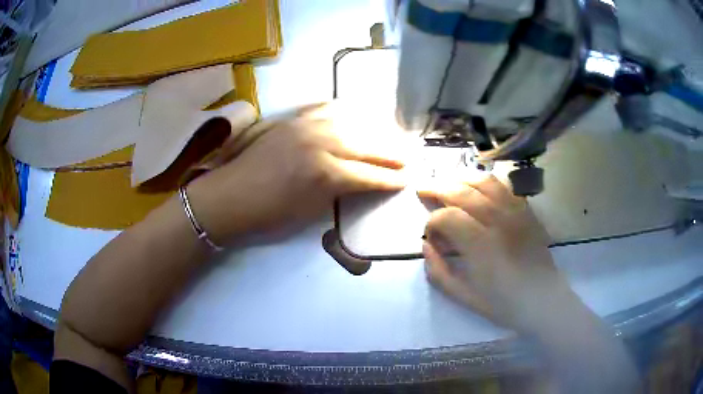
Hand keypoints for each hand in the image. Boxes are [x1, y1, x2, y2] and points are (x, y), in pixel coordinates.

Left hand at [187, 102, 408, 242]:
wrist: (228, 198)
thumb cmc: (268, 216)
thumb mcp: (309, 213)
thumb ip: (339, 194)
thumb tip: (361, 183)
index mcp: (325, 174)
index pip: (369, 175)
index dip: (391, 179)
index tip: (409, 179)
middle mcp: (320, 143)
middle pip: (366, 144)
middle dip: (391, 151)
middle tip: (409, 155)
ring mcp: (305, 126)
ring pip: (350, 122)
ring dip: (373, 129)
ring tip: (389, 134)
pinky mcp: (291, 120)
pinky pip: (324, 108)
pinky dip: (344, 111)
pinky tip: (355, 113)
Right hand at [420, 175, 574, 333]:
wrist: (543, 299)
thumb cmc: (503, 303)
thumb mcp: (464, 296)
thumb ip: (438, 271)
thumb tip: (426, 245)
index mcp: (481, 245)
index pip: (447, 217)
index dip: (432, 223)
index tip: (431, 238)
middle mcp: (498, 220)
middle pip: (462, 191)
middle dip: (437, 188)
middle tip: (423, 190)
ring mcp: (516, 212)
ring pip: (484, 181)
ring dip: (461, 178)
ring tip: (447, 182)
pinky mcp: (527, 211)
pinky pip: (505, 186)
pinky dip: (486, 181)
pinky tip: (477, 186)